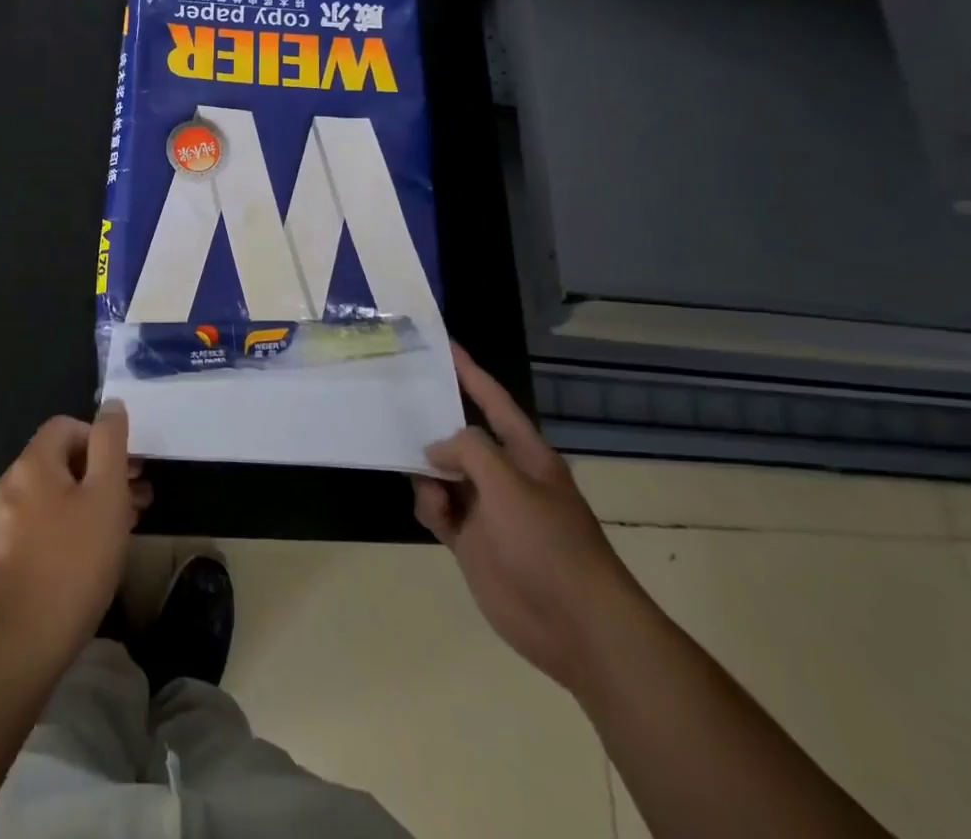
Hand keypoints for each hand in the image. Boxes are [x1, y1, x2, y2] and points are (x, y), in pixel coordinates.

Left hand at [0, 400, 151, 663]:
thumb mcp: (106, 493)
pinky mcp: (7, 553)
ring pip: (57, 492)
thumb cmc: (74, 559)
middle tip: (138, 496)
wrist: (25, 640)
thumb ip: (110, 442)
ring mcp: (6, 520)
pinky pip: (45, 521)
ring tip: (127, 524)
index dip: (100, 438)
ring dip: (92, 499)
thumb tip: (112, 405)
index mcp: (32, 463)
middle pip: (62, 459)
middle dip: (103, 471)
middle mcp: (12, 484)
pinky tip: (97, 549)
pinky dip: (73, 523)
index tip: (127, 467)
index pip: (67, 426)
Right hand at [413, 344, 650, 696]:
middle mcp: (503, 474)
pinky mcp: (471, 541)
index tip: (442, 344)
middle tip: (395, 401)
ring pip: (442, 473)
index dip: (469, 371)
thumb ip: (467, 451)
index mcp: (525, 453)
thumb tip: (435, 452)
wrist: (575, 626)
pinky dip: (429, 507)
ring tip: (423, 481)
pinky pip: (438, 509)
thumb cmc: (547, 543)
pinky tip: (434, 515)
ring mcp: (486, 509)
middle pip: (459, 435)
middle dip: (432, 422)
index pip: (492, 400)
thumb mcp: (507, 483)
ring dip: (427, 473)